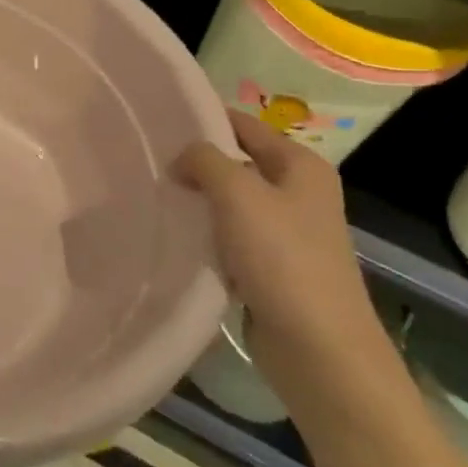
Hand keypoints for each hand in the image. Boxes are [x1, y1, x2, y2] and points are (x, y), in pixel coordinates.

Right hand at [179, 112, 389, 388]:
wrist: (318, 348)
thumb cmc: (282, 258)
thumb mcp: (238, 193)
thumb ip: (204, 160)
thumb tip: (182, 158)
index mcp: (301, 165)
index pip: (244, 124)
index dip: (204, 118)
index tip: (158, 120)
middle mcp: (298, 192)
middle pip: (236, 162)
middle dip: (196, 162)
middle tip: (148, 160)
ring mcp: (287, 232)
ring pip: (230, 202)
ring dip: (199, 201)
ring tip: (155, 195)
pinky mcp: (272, 267)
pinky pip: (230, 237)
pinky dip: (206, 235)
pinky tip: (177, 236)